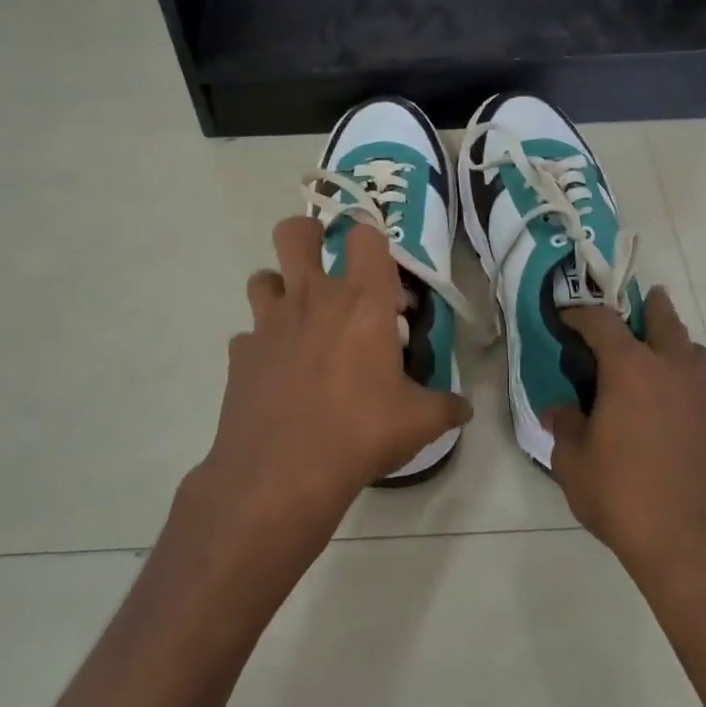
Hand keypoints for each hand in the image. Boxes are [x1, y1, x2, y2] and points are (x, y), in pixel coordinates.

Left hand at [173, 217, 471, 592]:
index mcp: (362, 303)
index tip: (382, 279)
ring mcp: (269, 323)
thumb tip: (464, 408)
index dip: (374, 245)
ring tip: (299, 321)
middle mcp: (312, 299)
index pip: (366, 236)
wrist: (282, 473)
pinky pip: (249, 334)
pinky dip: (262, 344)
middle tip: (326, 266)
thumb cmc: (360, 434)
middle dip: (308, 236)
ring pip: (262, 277)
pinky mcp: (241, 353)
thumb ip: (446, 406)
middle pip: (294, 232)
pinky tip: (277, 373)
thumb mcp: (418, 422)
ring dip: (280, 289)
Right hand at [545, 289, 705, 594]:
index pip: (602, 323)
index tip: (567, 318)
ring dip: (676, 343)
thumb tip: (560, 411)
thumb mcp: (575, 466)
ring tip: (659, 357)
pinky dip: (690, 380)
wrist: (701, 549)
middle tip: (639, 303)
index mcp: (632, 370)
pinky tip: (677, 406)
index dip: (581, 315)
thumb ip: (565, 429)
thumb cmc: (626, 500)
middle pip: (664, 321)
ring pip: (694, 351)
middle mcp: (675, 370)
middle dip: (648, 308)